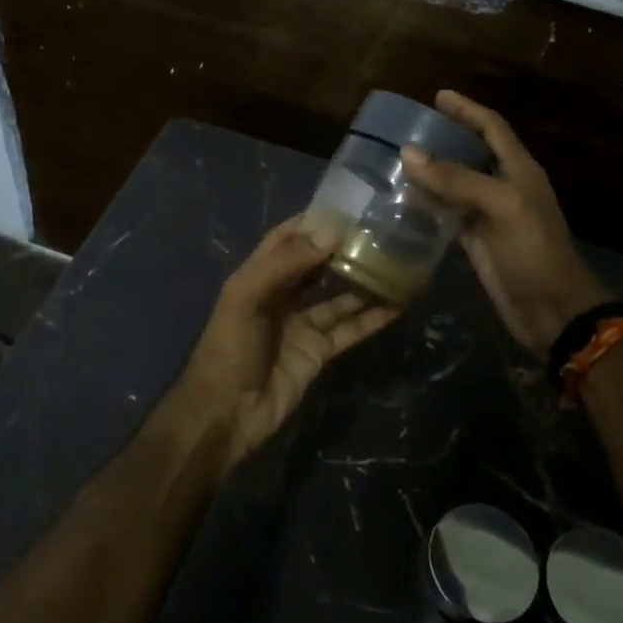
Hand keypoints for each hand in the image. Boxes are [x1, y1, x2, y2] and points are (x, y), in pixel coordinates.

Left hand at [170, 217, 396, 472]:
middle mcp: (281, 296)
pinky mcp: (317, 352)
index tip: (347, 208)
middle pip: (316, 265)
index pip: (286, 239)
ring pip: (338, 297)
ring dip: (362, 282)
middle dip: (342, 249)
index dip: (312, 223)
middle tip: (380, 232)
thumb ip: (286, 264)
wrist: (225, 414)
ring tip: (395, 263)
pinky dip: (371, 319)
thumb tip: (331, 233)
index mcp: (258, 276)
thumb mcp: (247, 298)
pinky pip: (348, 330)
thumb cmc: (229, 349)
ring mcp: (301, 325)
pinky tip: (396, 305)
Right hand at [400, 90, 611, 357]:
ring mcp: (489, 216)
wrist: (551, 310)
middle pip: (472, 152)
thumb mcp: (501, 206)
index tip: (438, 95)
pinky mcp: (476, 242)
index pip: (492, 127)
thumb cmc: (533, 251)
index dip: (467, 109)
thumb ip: (457, 179)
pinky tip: (403, 201)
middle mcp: (504, 187)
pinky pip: (448, 215)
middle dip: (444, 137)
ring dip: (431, 172)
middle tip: (407, 128)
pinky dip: (428, 206)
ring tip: (396, 160)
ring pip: (456, 184)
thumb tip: (408, 152)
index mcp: (519, 170)